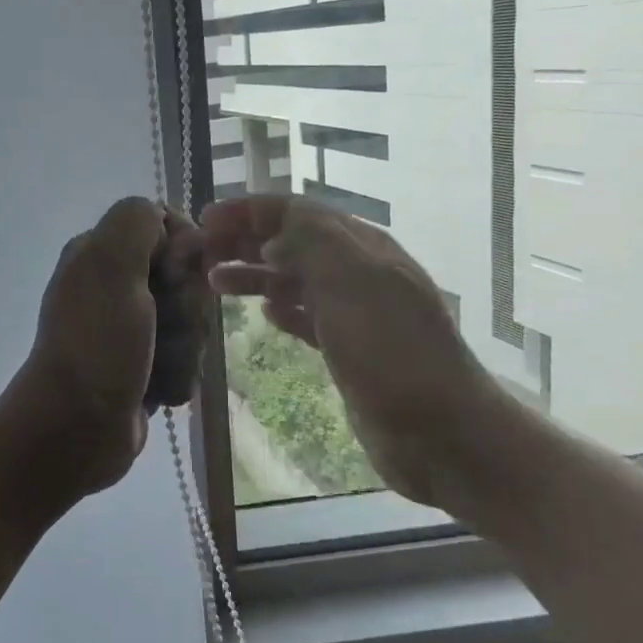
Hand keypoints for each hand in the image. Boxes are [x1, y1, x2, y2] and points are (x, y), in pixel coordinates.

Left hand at [8, 197, 207, 500]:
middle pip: (186, 277)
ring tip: (154, 367)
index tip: (172, 277)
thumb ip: (137, 222)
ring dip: (183, 347)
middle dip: (185, 308)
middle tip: (158, 328)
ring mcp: (130, 327)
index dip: (183, 252)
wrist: (76, 428)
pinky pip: (185, 356)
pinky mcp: (144, 364)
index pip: (169, 227)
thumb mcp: (111, 266)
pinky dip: (177, 374)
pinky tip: (158, 390)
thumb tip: (168, 222)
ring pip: (191, 320)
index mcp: (101, 252)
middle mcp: (114, 284)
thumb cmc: (96, 343)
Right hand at [202, 194, 502, 508]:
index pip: (295, 211)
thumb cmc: (391, 351)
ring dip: (255, 274)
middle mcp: (358, 272)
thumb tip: (271, 236)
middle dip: (245, 240)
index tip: (204, 221)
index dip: (248, 211)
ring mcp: (357, 312)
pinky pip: (309, 316)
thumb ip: (310, 242)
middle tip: (201, 253)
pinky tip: (265, 314)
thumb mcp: (350, 281)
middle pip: (292, 242)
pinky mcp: (352, 350)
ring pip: (296, 279)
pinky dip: (283, 308)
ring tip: (215, 283)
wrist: (442, 431)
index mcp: (360, 247)